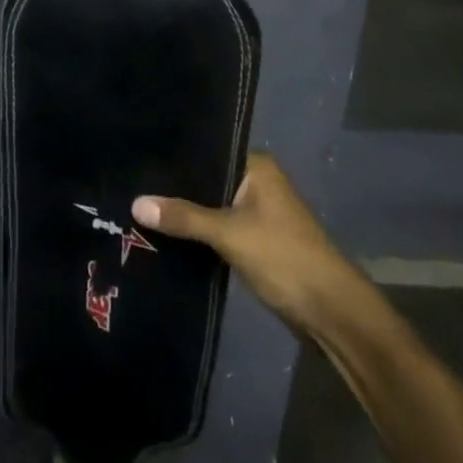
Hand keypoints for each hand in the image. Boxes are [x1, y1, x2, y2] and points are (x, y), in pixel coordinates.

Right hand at [133, 154, 353, 334]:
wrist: (331, 312)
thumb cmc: (284, 257)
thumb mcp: (230, 233)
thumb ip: (185, 217)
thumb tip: (136, 203)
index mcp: (256, 166)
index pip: (208, 150)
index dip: (176, 157)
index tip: (140, 158)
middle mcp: (257, 183)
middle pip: (208, 180)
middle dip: (177, 189)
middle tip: (132, 185)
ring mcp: (257, 213)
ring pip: (212, 206)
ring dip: (187, 214)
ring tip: (140, 208)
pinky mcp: (254, 242)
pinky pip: (218, 228)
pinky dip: (198, 233)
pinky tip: (167, 235)